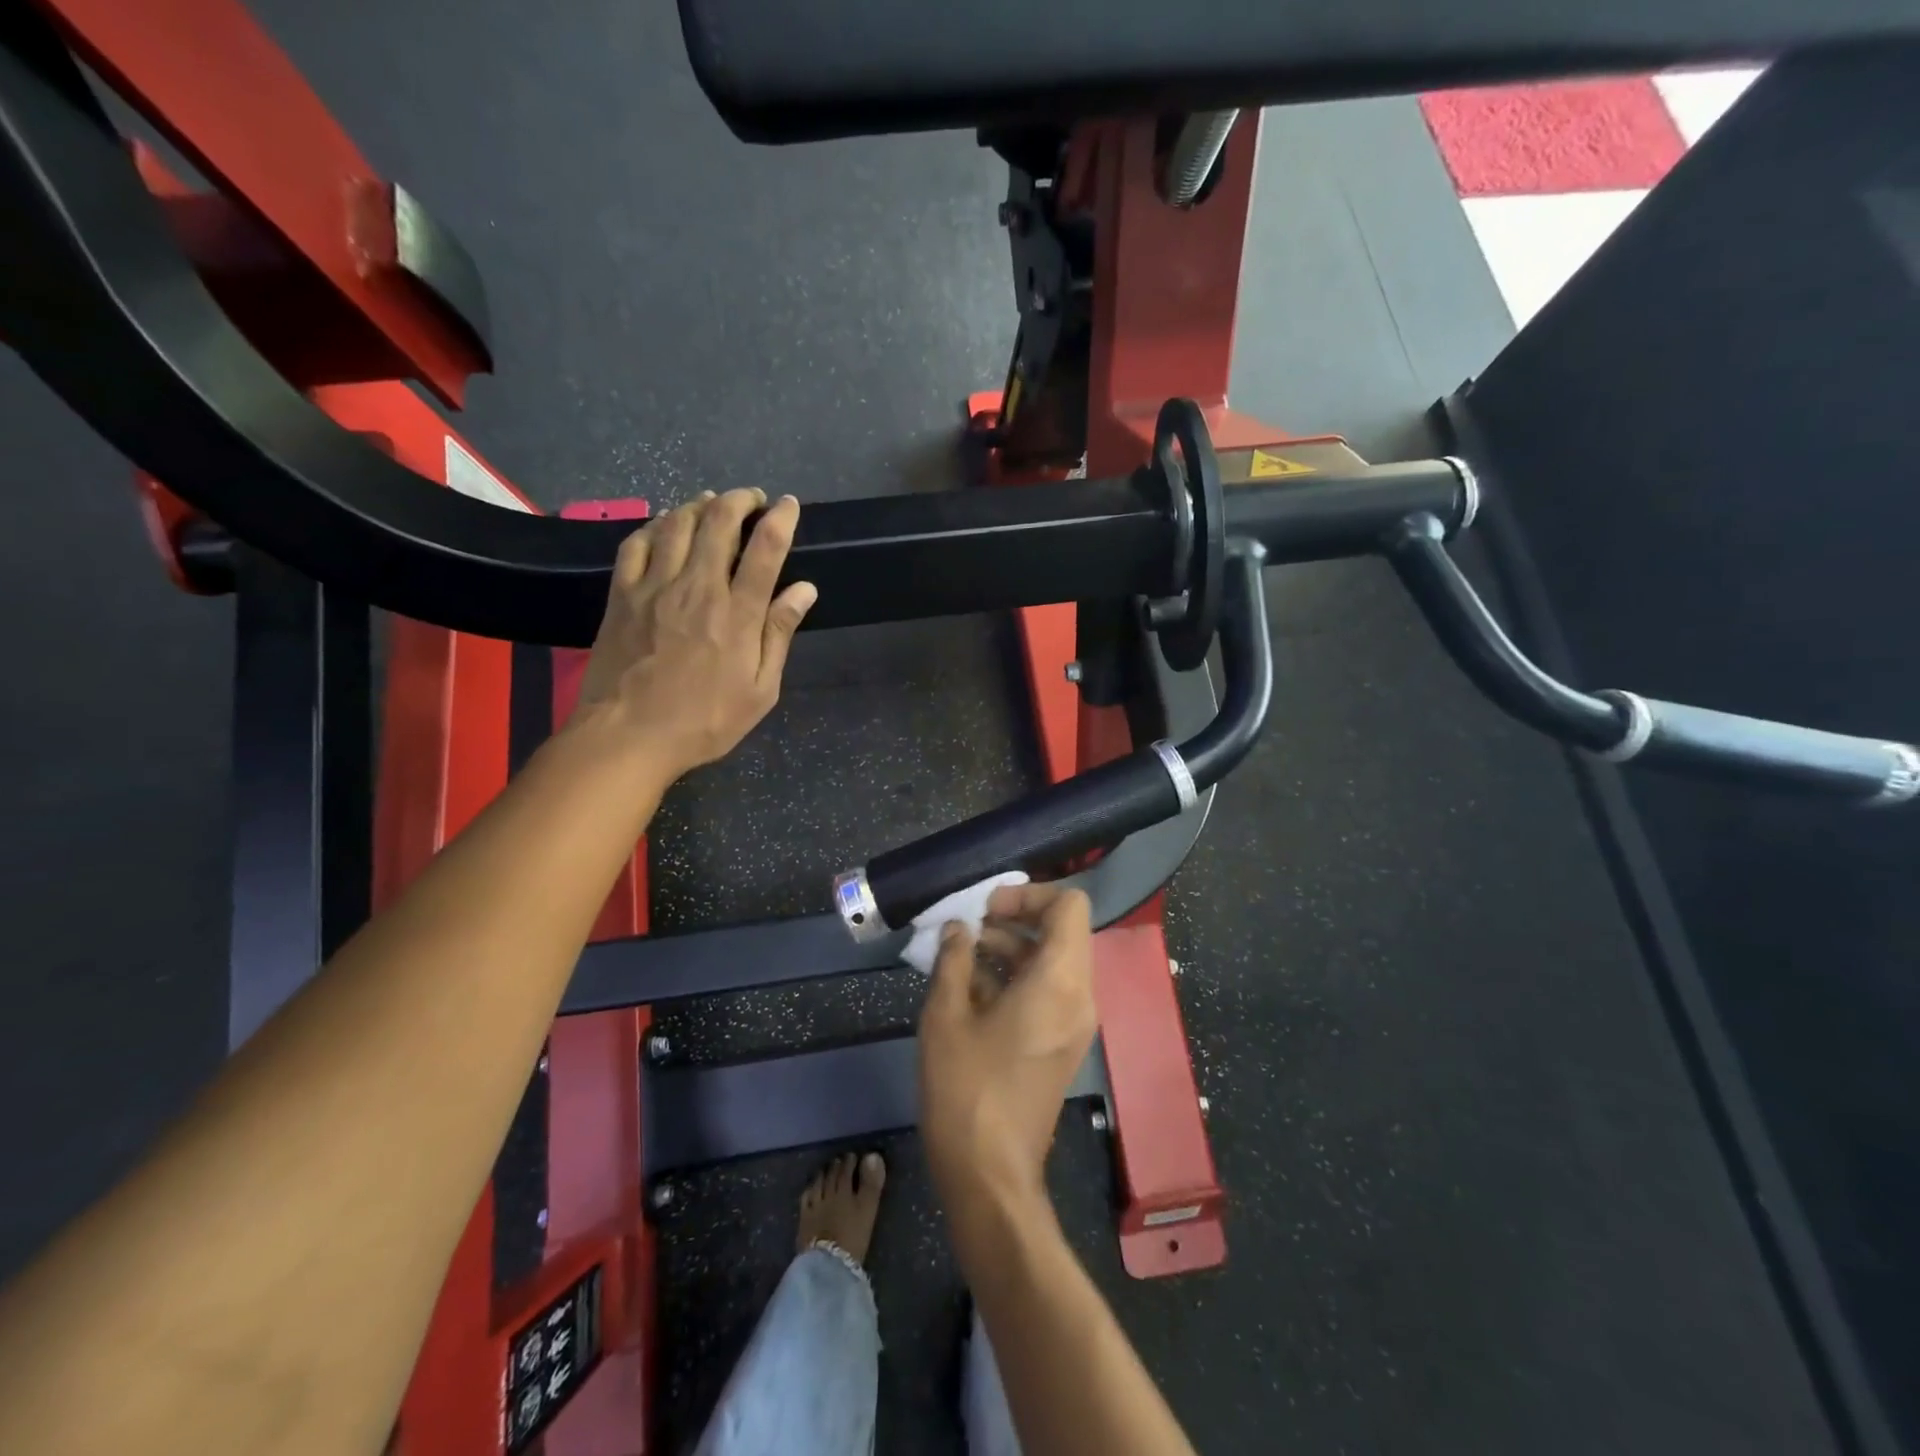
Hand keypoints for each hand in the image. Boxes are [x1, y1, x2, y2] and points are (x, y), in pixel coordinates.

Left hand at [573, 488, 815, 777]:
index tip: (789, 505)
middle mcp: (698, 587)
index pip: (765, 549)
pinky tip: (665, 524)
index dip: (781, 519)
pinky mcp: (622, 594)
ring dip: (700, 504)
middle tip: (752, 499)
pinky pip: (637, 542)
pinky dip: (656, 524)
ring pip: (678, 523)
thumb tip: (804, 589)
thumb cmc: (704, 721)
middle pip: (719, 523)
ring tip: (712, 502)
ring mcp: (655, 586)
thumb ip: (779, 635)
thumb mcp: (759, 691)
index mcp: (738, 614)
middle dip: (740, 500)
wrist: (628, 736)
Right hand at [919, 882, 1096, 1225]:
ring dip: (1011, 947)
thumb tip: (957, 929)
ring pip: (1053, 960)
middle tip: (968, 926)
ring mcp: (1075, 1022)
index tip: (985, 908)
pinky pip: (1048, 990)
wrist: (990, 1176)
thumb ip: (953, 960)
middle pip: (1062, 930)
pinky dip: (1016, 976)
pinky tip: (970, 986)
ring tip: (960, 954)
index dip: (1027, 894)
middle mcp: (1079, 996)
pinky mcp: (1063, 1043)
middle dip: (1014, 919)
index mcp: (1059, 981)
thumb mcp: (945, 1016)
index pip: (1068, 905)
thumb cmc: (965, 1090)